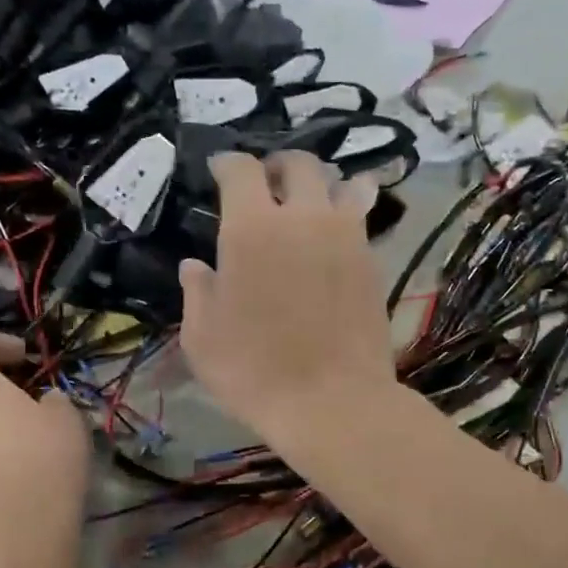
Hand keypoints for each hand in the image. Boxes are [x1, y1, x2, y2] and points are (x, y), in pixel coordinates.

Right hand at [179, 152, 399, 445]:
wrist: (332, 403)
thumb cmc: (254, 372)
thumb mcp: (203, 339)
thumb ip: (197, 293)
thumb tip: (194, 266)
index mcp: (252, 228)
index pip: (242, 170)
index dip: (228, 164)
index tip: (220, 171)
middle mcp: (304, 218)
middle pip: (300, 165)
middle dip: (279, 166)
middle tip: (268, 184)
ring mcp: (346, 237)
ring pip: (342, 185)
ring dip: (323, 185)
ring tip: (311, 203)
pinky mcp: (373, 261)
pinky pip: (362, 220)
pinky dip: (347, 215)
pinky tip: (335, 238)